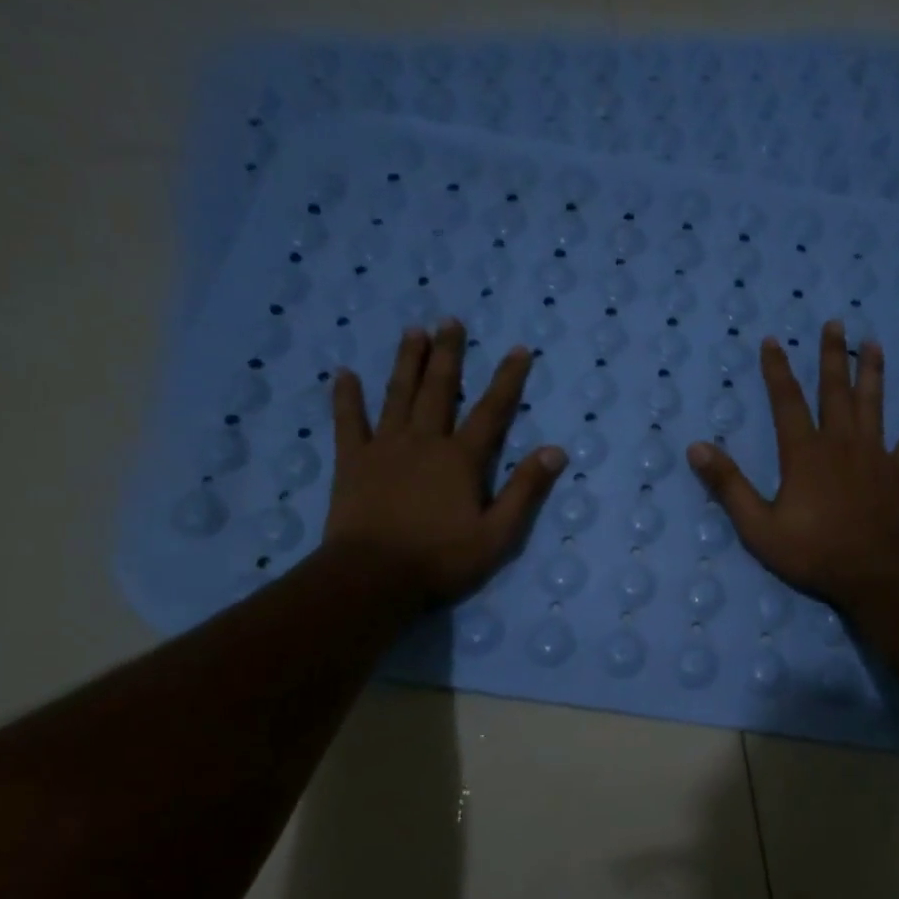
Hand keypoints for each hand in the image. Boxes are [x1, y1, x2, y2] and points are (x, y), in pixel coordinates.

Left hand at [324, 320, 564, 611]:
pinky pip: (348, 422)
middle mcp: (424, 441)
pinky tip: (343, 374)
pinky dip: (346, 398)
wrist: (372, 577)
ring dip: (406, 362)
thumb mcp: (497, 535)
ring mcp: (384, 448)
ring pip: (397, 395)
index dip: (507, 379)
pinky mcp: (352, 462)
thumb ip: (525, 491)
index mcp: (461, 459)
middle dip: (448, 354)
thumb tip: (555, 451)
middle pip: (439, 389)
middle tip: (450, 321)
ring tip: (412, 331)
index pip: (492, 411)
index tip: (518, 349)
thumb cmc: (440, 559)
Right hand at [686, 319, 898, 615]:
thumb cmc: (814, 552)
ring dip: (873, 373)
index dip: (777, 371)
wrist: (875, 574)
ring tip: (873, 344)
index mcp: (804, 453)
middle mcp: (841, 443)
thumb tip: (697, 447)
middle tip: (835, 323)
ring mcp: (875, 455)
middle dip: (832, 356)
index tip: (772, 341)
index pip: (787, 402)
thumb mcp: (758, 526)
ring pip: (874, 405)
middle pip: (835, 391)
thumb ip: (728, 486)